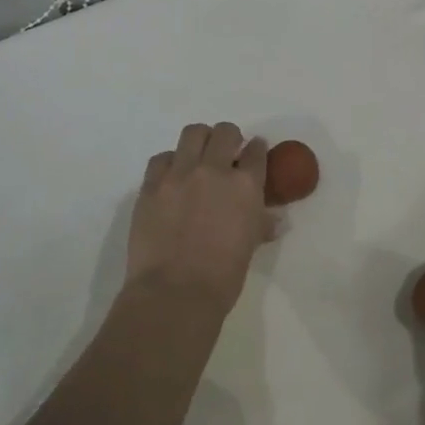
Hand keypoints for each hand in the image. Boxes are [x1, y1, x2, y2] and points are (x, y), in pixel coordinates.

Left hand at [125, 123, 274, 314]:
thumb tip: (274, 221)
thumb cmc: (224, 277)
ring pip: (192, 133)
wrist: (175, 292)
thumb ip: (261, 224)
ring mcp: (179, 174)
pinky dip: (171, 162)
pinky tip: (172, 178)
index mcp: (246, 186)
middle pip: (225, 132)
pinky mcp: (151, 185)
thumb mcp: (251, 246)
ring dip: (201, 141)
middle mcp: (214, 170)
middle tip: (227, 154)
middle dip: (230, 138)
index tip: (254, 154)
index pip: (257, 151)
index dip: (257, 150)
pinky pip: (161, 158)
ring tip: (199, 157)